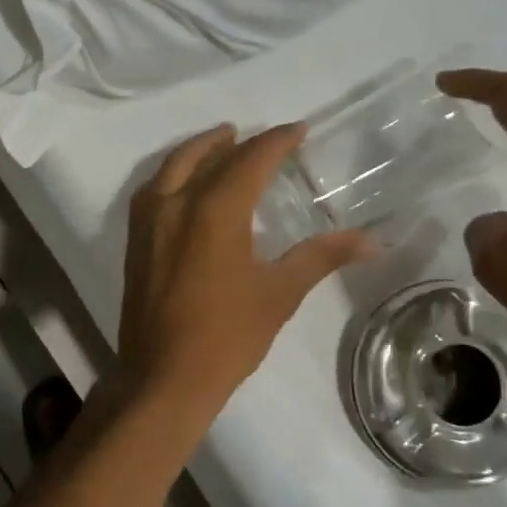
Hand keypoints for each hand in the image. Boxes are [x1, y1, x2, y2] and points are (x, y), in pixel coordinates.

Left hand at [118, 123, 374, 411]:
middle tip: (261, 138)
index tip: (298, 130)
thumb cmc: (228, 336)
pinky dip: (173, 172)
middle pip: (207, 155)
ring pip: (173, 166)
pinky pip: (153, 188)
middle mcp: (176, 203)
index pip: (250, 160)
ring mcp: (149, 220)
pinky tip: (185, 182)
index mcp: (214, 211)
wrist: (164, 375)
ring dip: (199, 149)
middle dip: (236, 141)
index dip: (276, 141)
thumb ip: (321, 256)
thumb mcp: (280, 293)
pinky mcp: (135, 238)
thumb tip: (372, 240)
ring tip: (222, 143)